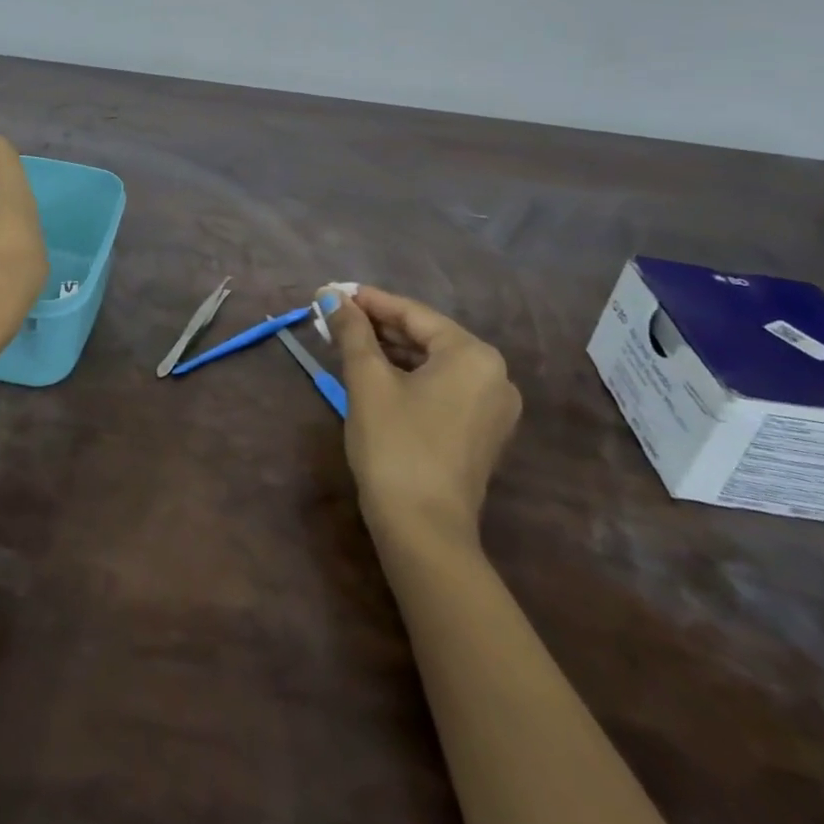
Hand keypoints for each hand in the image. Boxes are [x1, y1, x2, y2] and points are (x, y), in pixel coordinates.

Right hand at [326, 286, 520, 547]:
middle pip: (426, 336)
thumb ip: (351, 331)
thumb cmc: (395, 445)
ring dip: (390, 351)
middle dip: (378, 326)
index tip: (333, 292)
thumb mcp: (367, 380)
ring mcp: (492, 407)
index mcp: (473, 355)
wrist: (424, 531)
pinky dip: (408, 376)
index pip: (413, 313)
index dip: (369, 301)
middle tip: (335, 316)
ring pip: (433, 363)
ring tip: (348, 341)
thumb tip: (330, 294)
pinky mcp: (481, 432)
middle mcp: (493, 375)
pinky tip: (375, 373)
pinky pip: (442, 388)